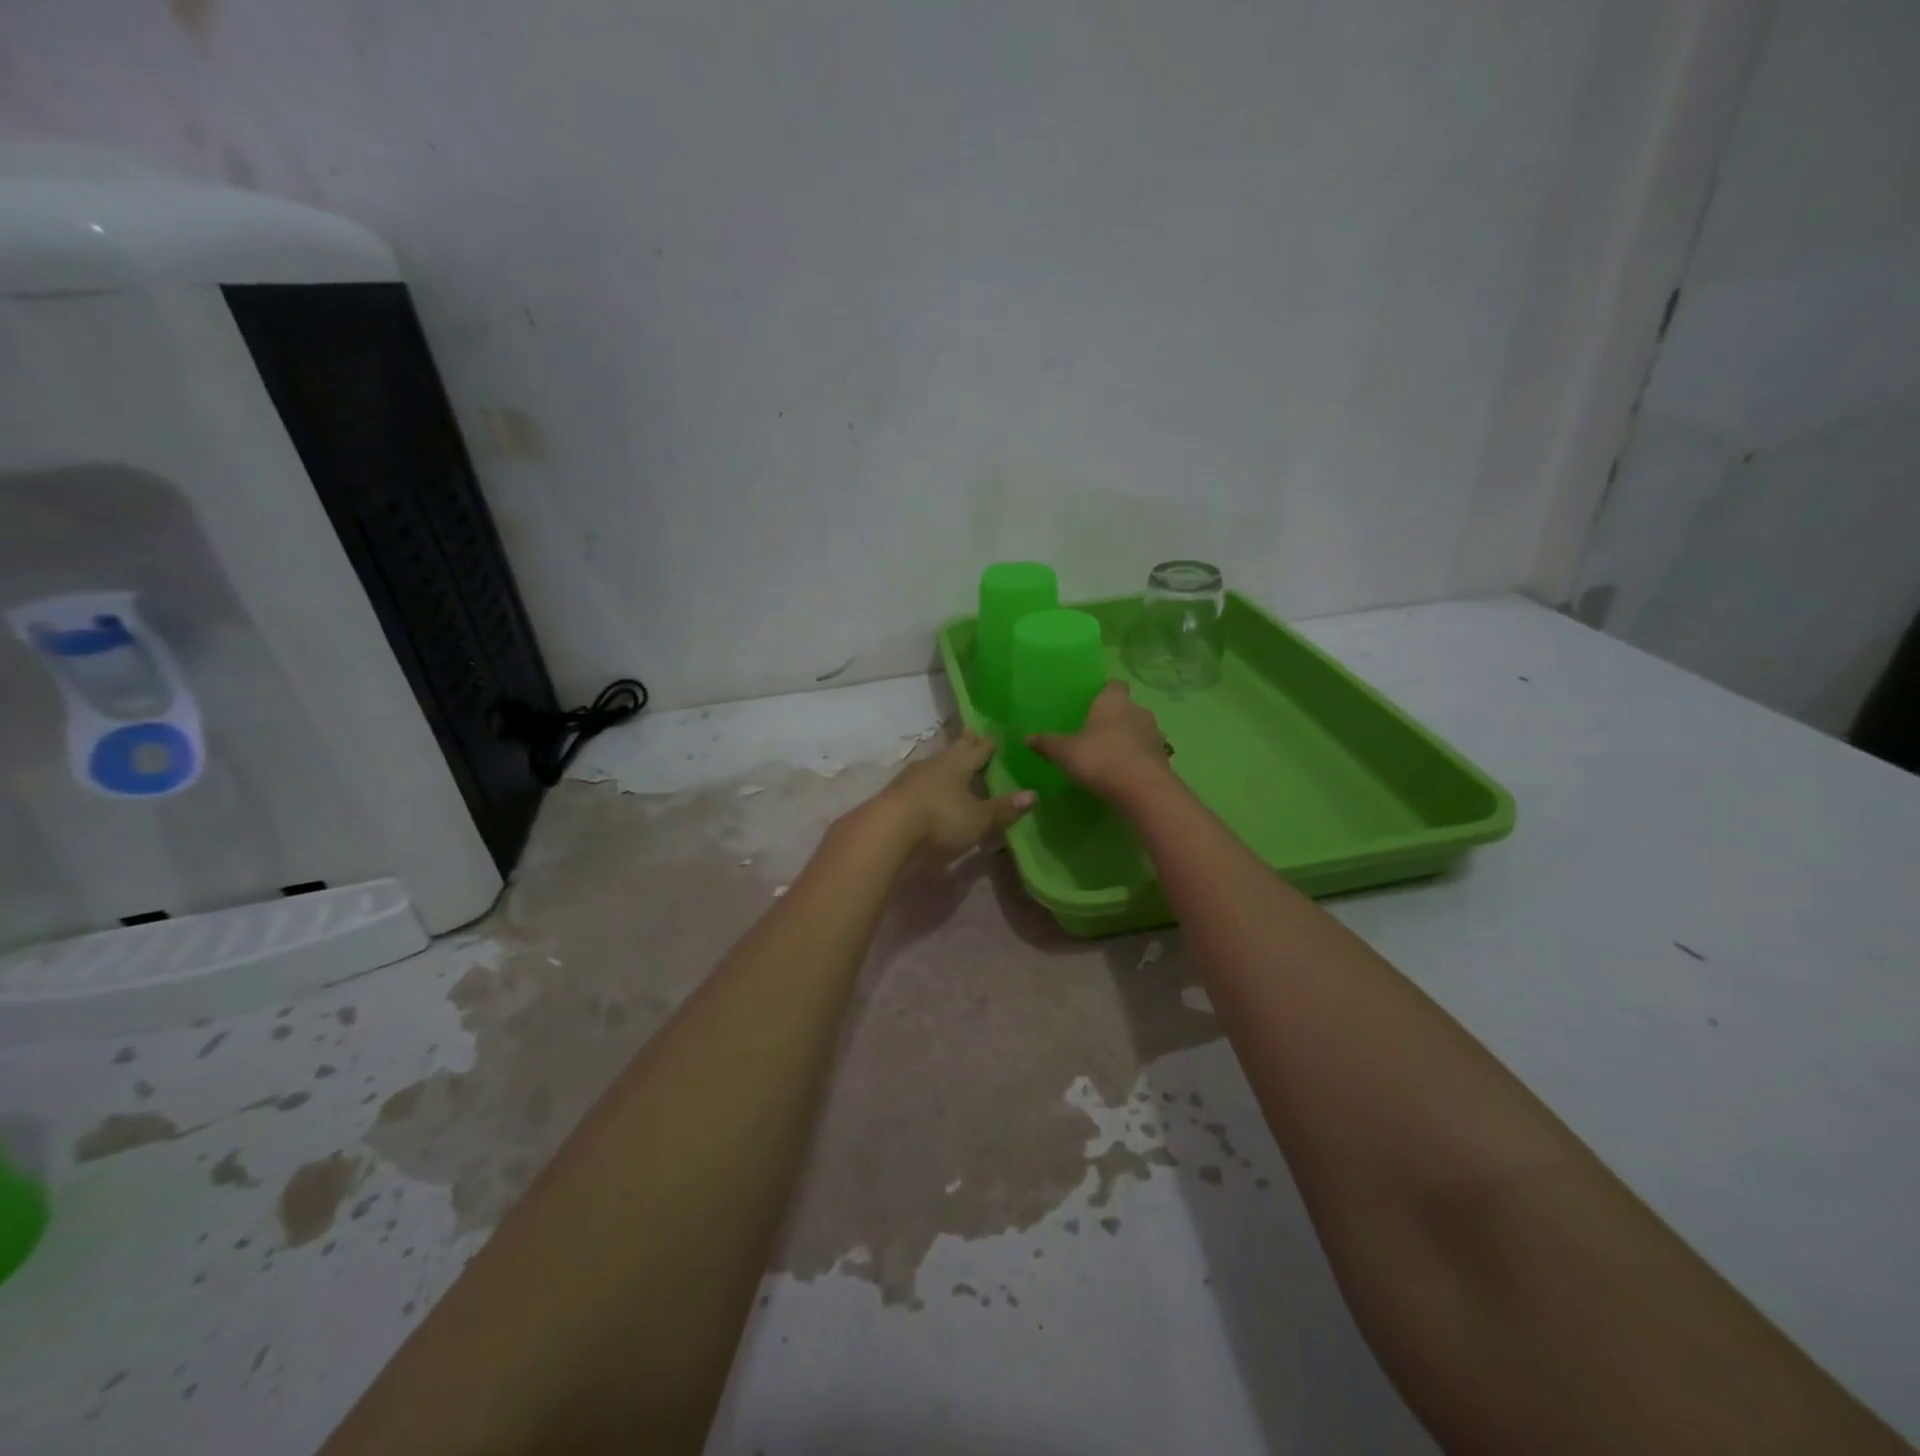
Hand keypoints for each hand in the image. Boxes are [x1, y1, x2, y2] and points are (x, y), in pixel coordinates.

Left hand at [871, 732, 1035, 859]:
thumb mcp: (978, 819)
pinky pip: (917, 783)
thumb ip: (1003, 808)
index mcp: (958, 763)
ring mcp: (910, 778)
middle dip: (964, 745)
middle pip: (952, 751)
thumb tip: (1033, 794)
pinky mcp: (894, 796)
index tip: (995, 735)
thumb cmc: (940, 820)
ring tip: (951, 763)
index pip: (978, 749)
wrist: (886, 832)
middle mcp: (934, 764)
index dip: (988, 744)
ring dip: (943, 764)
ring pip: (933, 765)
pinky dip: (927, 784)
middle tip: (972, 735)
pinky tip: (927, 789)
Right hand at [1029, 682, 1171, 800]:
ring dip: (1128, 739)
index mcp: (1113, 700)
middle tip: (1095, 733)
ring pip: (1139, 730)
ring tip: (1109, 756)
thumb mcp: (1065, 752)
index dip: (1104, 692)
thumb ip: (1047, 744)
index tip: (1093, 703)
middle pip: (1126, 708)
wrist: (1143, 789)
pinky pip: (1146, 752)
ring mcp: (1155, 734)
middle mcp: (1138, 710)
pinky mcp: (1164, 757)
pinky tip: (1123, 774)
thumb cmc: (1099, 758)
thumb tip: (1026, 739)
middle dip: (1114, 718)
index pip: (1113, 685)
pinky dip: (1137, 759)